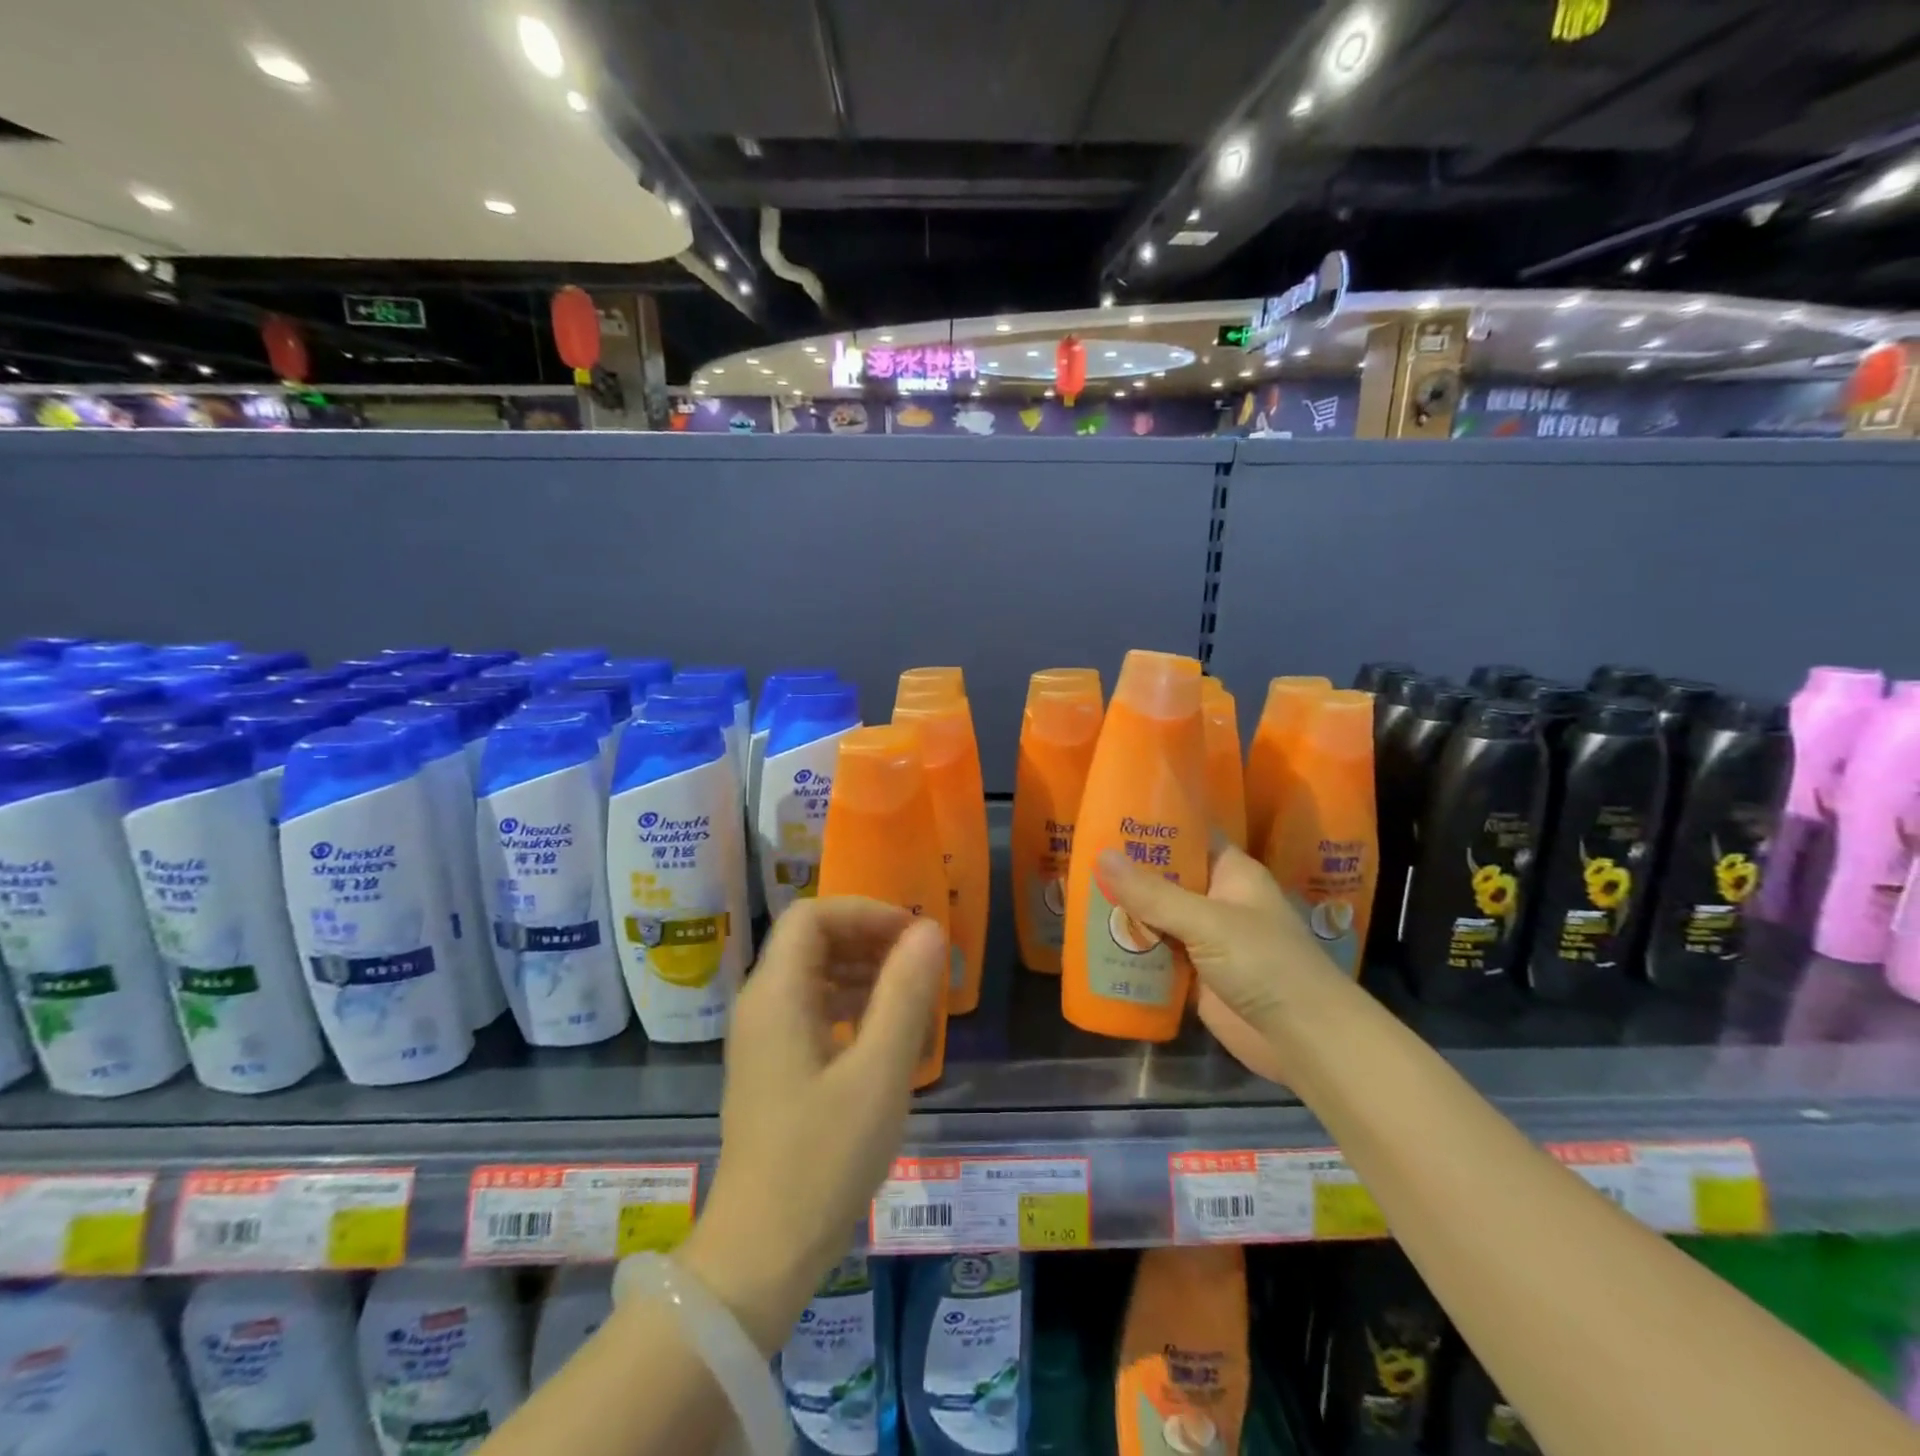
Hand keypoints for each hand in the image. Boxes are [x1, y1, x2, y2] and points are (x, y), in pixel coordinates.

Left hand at [678, 898, 946, 1351]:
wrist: (760, 1255)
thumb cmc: (822, 1158)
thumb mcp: (878, 1072)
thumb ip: (905, 993)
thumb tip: (929, 930)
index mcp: (776, 994)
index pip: (812, 915)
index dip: (864, 912)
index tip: (912, 936)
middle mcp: (761, 1005)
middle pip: (812, 941)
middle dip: (868, 941)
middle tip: (919, 965)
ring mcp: (763, 1039)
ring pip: (814, 976)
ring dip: (863, 974)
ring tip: (912, 1000)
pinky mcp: (772, 1068)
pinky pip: (812, 1012)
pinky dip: (851, 1008)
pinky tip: (884, 1039)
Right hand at [1095, 842, 1348, 1081]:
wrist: (1303, 1039)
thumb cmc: (1264, 963)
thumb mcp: (1206, 921)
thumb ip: (1153, 893)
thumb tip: (1101, 856)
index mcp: (1231, 873)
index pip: (1190, 836)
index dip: (1154, 827)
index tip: (1109, 816)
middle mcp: (1218, 901)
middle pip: (1167, 879)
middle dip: (1128, 873)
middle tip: (1079, 856)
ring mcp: (1206, 940)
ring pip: (1157, 917)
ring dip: (1125, 913)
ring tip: (1076, 895)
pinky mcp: (1195, 976)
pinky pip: (1157, 955)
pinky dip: (1132, 950)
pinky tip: (1094, 941)